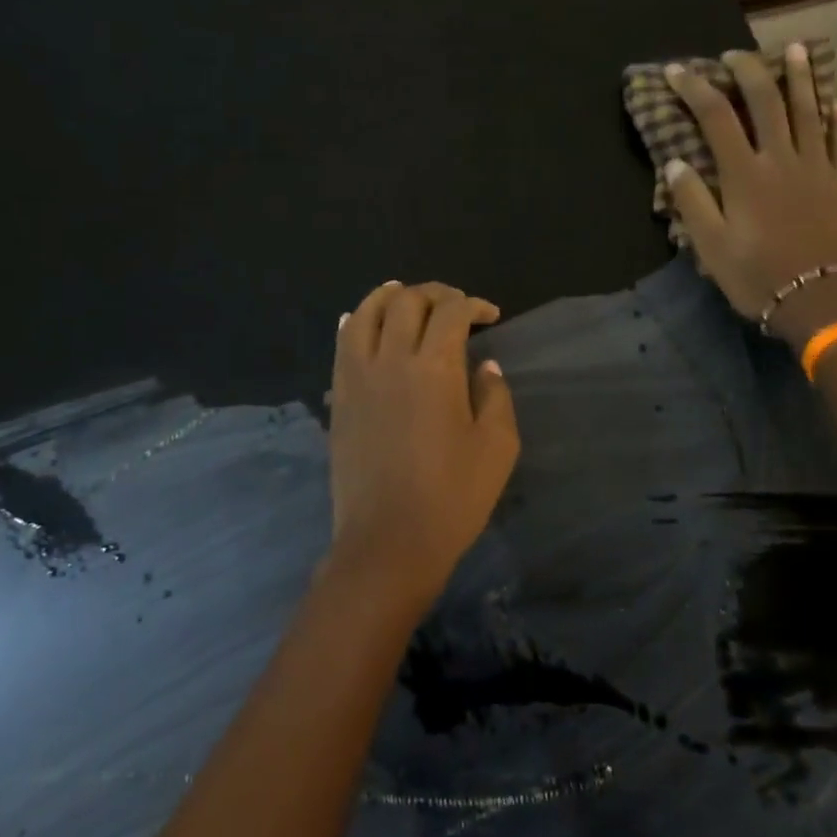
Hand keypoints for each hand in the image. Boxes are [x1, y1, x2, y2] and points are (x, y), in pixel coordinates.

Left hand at [326, 281, 519, 609]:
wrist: (388, 543)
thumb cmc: (453, 498)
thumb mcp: (498, 447)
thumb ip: (495, 397)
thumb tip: (485, 367)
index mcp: (435, 369)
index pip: (451, 312)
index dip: (473, 304)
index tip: (490, 316)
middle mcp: (391, 360)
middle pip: (408, 302)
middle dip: (436, 293)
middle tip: (455, 306)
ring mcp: (357, 377)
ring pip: (366, 313)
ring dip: (389, 296)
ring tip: (405, 295)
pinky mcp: (339, 398)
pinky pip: (341, 344)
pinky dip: (354, 322)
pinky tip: (360, 320)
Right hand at [664, 42, 836, 349]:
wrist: (824, 301)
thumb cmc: (760, 277)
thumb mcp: (712, 248)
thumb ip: (693, 203)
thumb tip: (675, 162)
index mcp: (746, 174)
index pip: (716, 117)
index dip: (695, 89)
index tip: (678, 71)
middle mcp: (782, 159)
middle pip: (766, 100)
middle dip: (747, 71)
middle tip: (734, 56)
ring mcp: (819, 166)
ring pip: (809, 109)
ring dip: (799, 76)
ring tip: (792, 49)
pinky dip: (836, 117)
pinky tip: (834, 102)